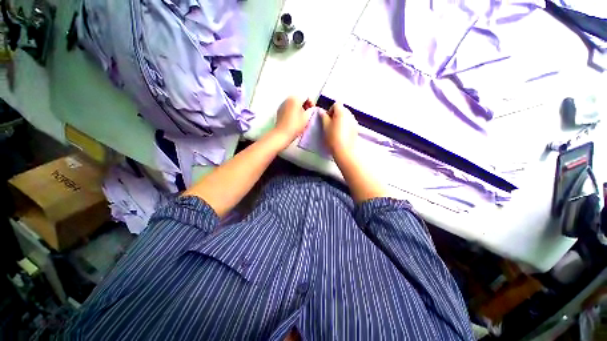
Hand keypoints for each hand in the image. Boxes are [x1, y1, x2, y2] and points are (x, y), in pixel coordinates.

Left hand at [273, 96, 314, 145]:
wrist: (282, 134)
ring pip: (293, 103)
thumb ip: (310, 111)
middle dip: (305, 105)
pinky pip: (289, 107)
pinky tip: (295, 119)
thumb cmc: (295, 126)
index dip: (311, 103)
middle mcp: (287, 99)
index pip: (306, 96)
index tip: (312, 111)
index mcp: (295, 99)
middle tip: (308, 114)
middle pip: (299, 99)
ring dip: (299, 108)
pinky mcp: (279, 111)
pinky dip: (293, 111)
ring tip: (302, 118)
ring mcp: (282, 104)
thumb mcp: (306, 118)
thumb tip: (310, 109)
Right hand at [320, 103, 358, 160]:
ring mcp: (354, 122)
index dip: (330, 110)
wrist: (345, 151)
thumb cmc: (333, 138)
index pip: (336, 104)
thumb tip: (321, 111)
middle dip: (335, 115)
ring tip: (335, 130)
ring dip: (340, 120)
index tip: (326, 119)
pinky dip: (345, 125)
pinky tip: (341, 134)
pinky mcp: (356, 129)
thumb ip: (323, 117)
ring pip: (346, 117)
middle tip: (329, 125)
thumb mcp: (325, 127)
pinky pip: (349, 123)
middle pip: (342, 109)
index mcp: (342, 112)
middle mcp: (350, 114)